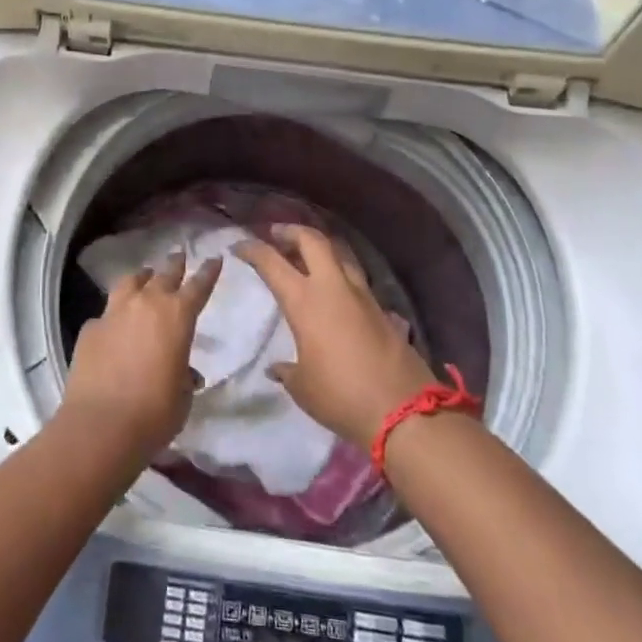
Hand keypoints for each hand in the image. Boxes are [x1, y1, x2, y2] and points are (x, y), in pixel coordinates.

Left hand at [61, 252, 220, 459]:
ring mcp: (114, 312)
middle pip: (164, 274)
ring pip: (131, 282)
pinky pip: (106, 313)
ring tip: (145, 277)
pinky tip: (114, 327)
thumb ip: (183, 376)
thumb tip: (182, 372)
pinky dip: (114, 315)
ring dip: (142, 278)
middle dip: (175, 265)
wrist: (101, 425)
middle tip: (179, 256)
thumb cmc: (154, 414)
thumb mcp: (182, 397)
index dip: (208, 272)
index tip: (214, 258)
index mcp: (177, 317)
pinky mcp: (90, 328)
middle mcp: (146, 304)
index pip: (198, 286)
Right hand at [235, 225, 437, 451]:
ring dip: (319, 246)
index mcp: (305, 301)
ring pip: (339, 252)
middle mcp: (333, 287)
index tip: (238, 246)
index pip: (272, 262)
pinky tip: (334, 288)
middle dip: (291, 231)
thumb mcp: (303, 387)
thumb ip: (287, 371)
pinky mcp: (382, 308)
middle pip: (312, 239)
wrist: (403, 411)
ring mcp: (361, 294)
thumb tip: (277, 368)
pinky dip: (340, 271)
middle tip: (276, 235)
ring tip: (306, 254)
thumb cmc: (341, 397)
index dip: (252, 249)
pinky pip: (356, 276)